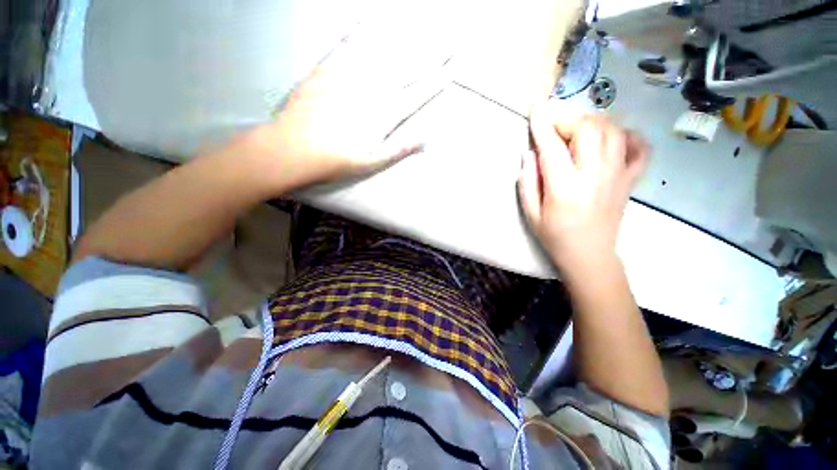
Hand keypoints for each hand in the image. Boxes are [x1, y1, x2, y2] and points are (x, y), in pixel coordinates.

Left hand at [249, 19, 450, 188]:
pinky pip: (347, 44)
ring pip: (383, 50)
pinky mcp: (327, 68)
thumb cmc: (334, 161)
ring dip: (406, 36)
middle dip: (432, 52)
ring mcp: (349, 75)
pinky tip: (368, 17)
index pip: (417, 94)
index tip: (452, 68)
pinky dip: (359, 29)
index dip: (436, 81)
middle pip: (407, 67)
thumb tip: (424, 139)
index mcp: (383, 116)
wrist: (291, 149)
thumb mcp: (371, 163)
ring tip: (423, 24)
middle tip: (451, 38)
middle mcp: (371, 90)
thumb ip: (398, 149)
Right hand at [518, 100, 648, 273]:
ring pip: (613, 131)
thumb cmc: (554, 236)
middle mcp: (594, 175)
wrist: (590, 256)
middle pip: (588, 129)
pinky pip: (639, 147)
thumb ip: (527, 182)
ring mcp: (618, 175)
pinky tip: (613, 139)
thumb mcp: (531, 214)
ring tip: (578, 132)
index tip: (535, 107)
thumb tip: (529, 154)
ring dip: (593, 123)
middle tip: (555, 128)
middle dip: (568, 120)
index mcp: (564, 187)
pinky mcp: (630, 180)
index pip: (552, 145)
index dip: (542, 123)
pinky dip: (628, 136)